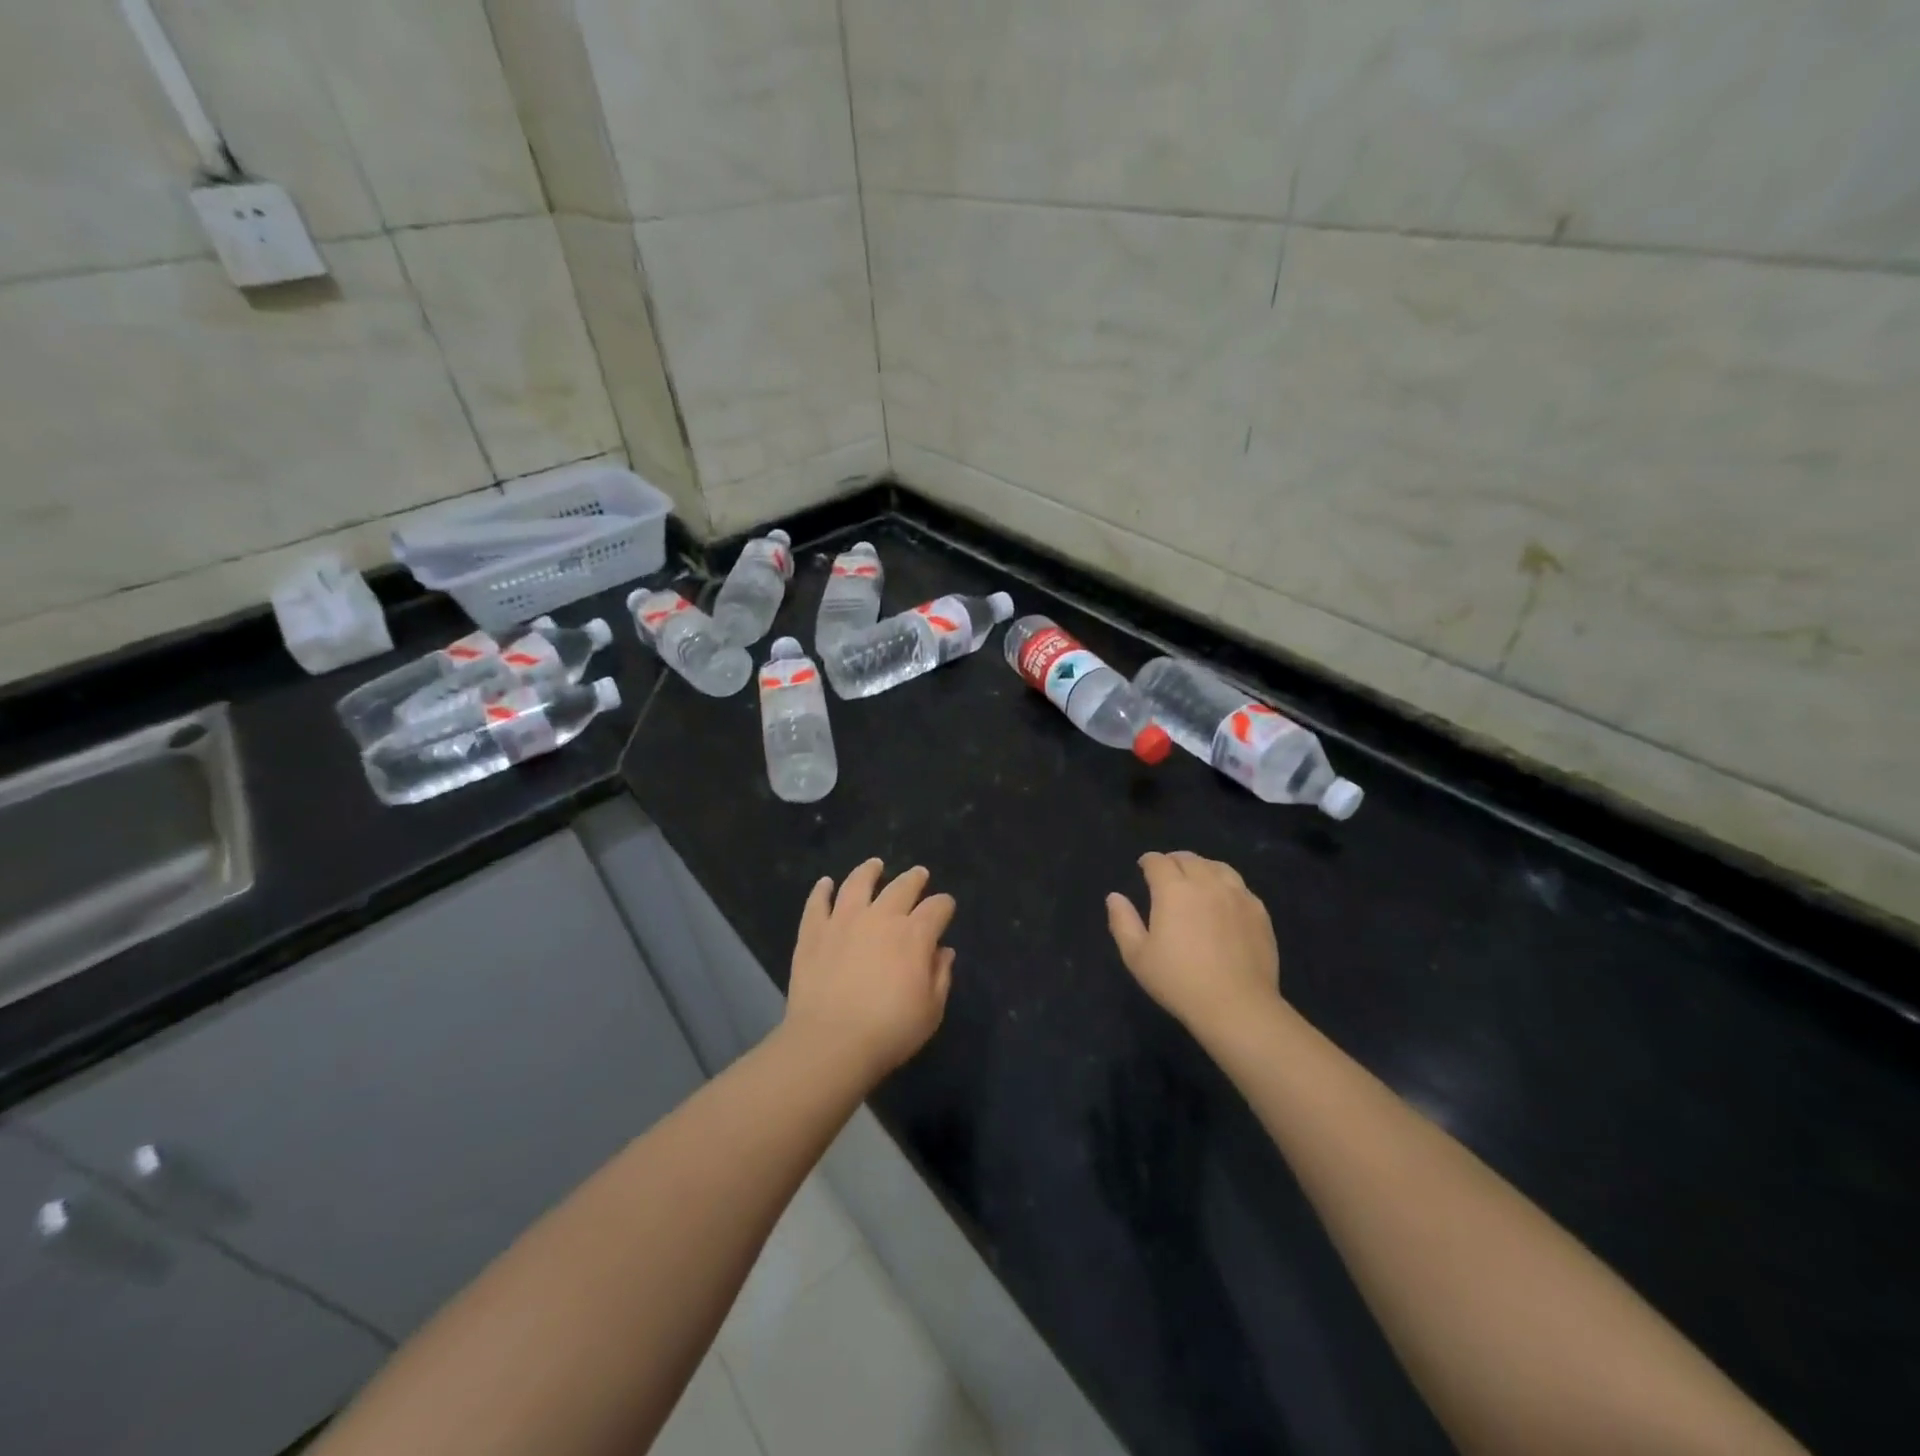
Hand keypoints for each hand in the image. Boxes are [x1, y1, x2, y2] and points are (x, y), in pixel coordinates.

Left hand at [785, 859, 955, 1077]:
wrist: (831, 1041)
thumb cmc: (889, 1030)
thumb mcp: (931, 1011)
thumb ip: (941, 976)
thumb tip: (944, 952)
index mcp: (914, 935)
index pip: (937, 908)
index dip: (944, 905)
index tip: (946, 907)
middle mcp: (881, 917)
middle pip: (902, 887)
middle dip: (914, 879)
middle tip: (919, 874)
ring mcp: (843, 920)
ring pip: (858, 883)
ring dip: (869, 871)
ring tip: (874, 865)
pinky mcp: (814, 932)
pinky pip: (817, 903)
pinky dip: (821, 890)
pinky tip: (825, 883)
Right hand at [1106, 851, 1280, 1036]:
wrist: (1237, 1005)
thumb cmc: (1179, 981)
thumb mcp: (1137, 956)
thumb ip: (1122, 921)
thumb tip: (1114, 897)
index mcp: (1173, 890)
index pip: (1158, 862)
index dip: (1148, 861)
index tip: (1144, 867)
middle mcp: (1206, 883)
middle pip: (1188, 859)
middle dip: (1173, 861)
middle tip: (1167, 874)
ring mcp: (1237, 895)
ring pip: (1217, 867)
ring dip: (1201, 867)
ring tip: (1196, 879)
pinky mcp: (1259, 911)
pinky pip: (1240, 886)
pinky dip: (1226, 884)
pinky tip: (1224, 899)